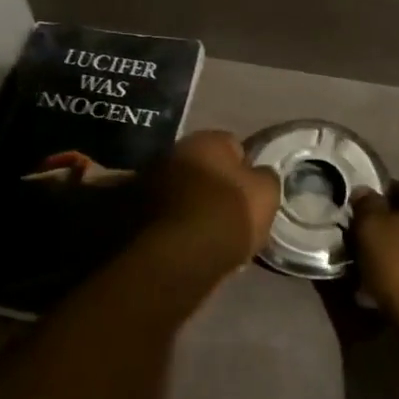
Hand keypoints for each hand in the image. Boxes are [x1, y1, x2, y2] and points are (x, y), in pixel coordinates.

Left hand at [148, 130, 280, 270]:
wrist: (177, 259)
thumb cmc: (227, 216)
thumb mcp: (266, 195)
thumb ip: (265, 178)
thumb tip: (259, 174)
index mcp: (206, 140)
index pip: (233, 144)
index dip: (244, 167)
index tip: (250, 190)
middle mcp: (173, 151)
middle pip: (202, 166)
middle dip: (213, 183)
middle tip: (229, 210)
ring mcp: (150, 180)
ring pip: (181, 189)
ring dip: (192, 203)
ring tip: (208, 232)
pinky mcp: (133, 212)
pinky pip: (166, 213)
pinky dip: (174, 223)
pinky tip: (188, 243)